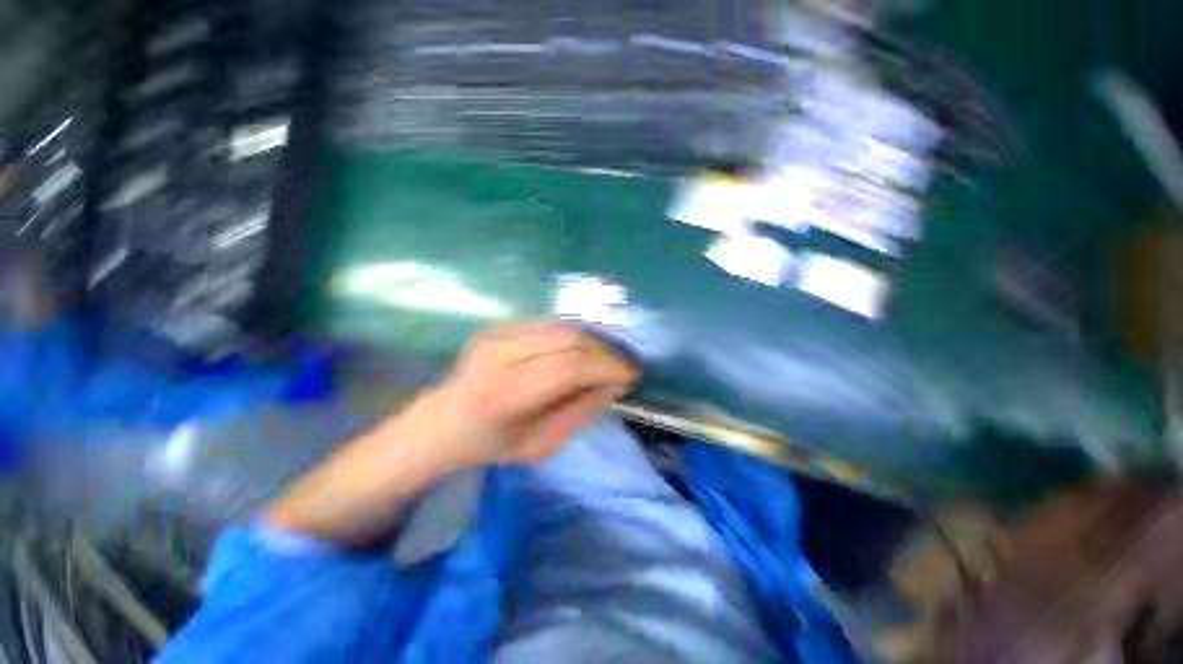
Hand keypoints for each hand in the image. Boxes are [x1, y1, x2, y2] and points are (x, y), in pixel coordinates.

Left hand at [396, 319, 639, 473]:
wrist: (442, 422)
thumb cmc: (492, 444)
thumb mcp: (543, 444)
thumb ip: (583, 409)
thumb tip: (616, 382)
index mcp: (505, 393)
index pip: (570, 366)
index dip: (608, 367)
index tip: (632, 375)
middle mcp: (500, 354)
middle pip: (570, 338)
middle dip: (606, 352)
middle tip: (624, 366)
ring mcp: (497, 333)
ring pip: (563, 326)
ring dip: (594, 341)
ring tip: (608, 359)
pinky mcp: (500, 325)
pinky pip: (551, 324)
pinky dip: (575, 336)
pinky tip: (584, 351)